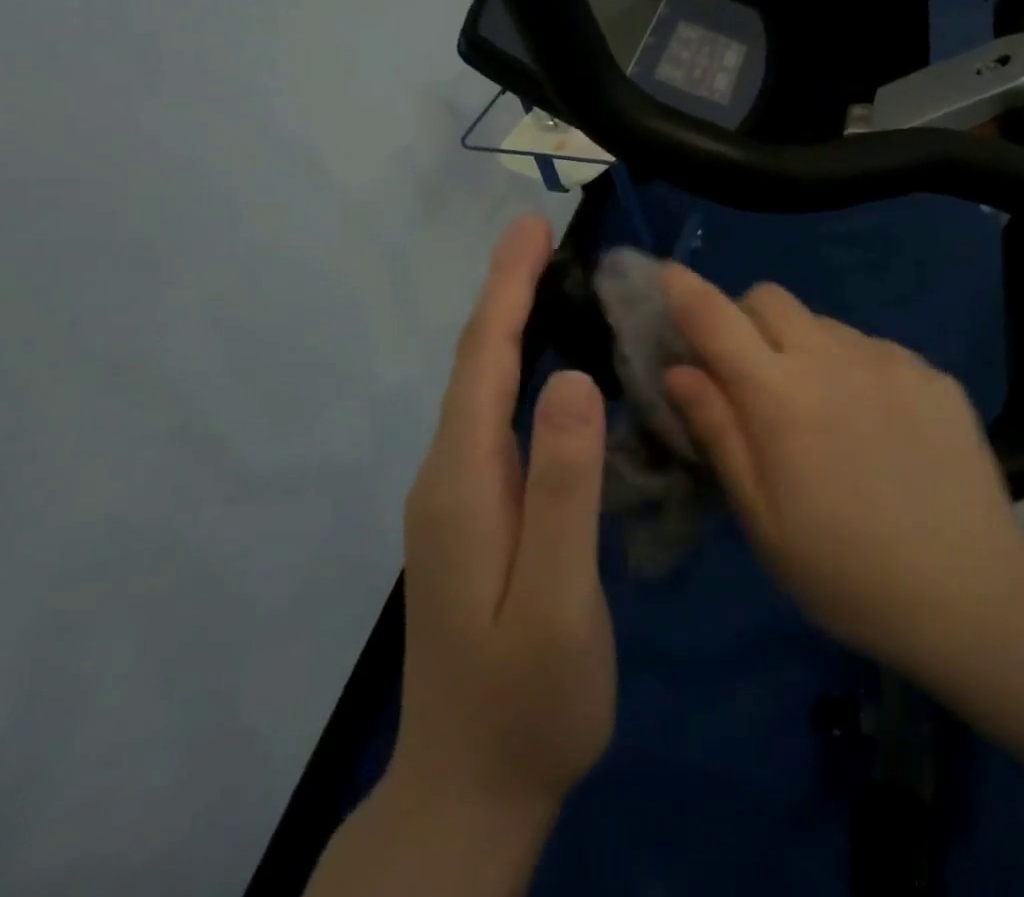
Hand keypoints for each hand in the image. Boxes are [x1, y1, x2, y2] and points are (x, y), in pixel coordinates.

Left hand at [393, 215, 615, 828]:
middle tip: (544, 236)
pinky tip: (546, 364)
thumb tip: (575, 378)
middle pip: (475, 364)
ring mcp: (457, 496)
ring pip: (482, 388)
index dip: (506, 289)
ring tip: (550, 278)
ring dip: (510, 324)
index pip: (481, 361)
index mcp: (464, 483)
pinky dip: (515, 368)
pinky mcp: (475, 514)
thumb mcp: (556, 601)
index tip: (531, 228)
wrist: (470, 794)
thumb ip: (564, 489)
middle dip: (506, 291)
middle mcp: (448, 475)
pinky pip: (494, 417)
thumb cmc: (526, 703)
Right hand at [660, 265, 1023, 676]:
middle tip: (749, 373)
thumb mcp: (762, 517)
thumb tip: (678, 370)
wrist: (972, 593)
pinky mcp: (932, 371)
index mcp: (781, 396)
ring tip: (823, 409)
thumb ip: (718, 431)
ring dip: (802, 346)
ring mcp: (889, 359)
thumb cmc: (845, 571)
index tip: (665, 275)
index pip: (716, 318)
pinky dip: (854, 368)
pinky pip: (873, 348)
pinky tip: (877, 424)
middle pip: (769, 297)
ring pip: (822, 322)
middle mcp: (833, 357)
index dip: (683, 289)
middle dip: (744, 319)